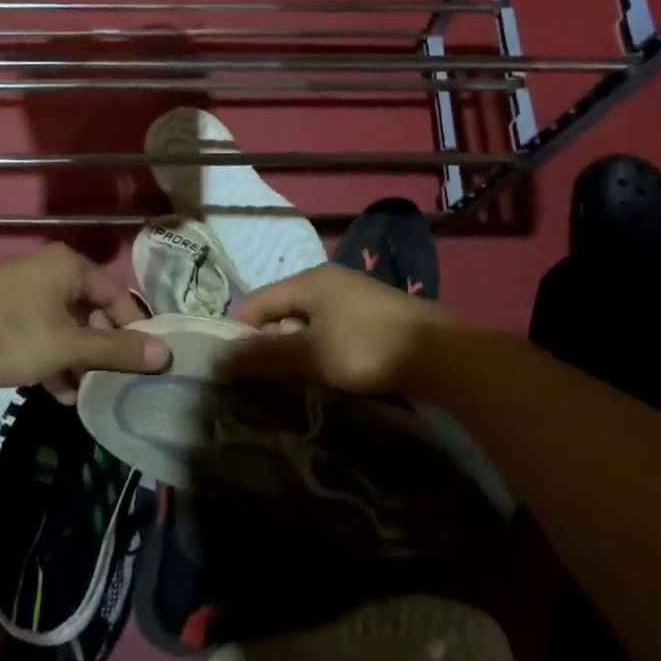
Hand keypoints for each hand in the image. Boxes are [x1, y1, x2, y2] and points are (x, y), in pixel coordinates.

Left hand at [0, 246, 169, 391]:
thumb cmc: (10, 334)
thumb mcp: (68, 346)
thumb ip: (116, 350)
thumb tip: (166, 354)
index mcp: (70, 267)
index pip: (118, 296)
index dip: (135, 330)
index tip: (147, 363)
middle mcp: (50, 270)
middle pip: (91, 311)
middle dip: (102, 350)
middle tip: (114, 382)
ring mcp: (24, 289)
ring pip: (65, 325)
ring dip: (77, 359)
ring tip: (86, 395)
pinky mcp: (3, 309)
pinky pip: (41, 330)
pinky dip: (52, 356)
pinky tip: (56, 392)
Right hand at [222, 263, 451, 395]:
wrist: (442, 355)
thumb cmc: (367, 347)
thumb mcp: (311, 354)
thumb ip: (265, 355)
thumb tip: (218, 357)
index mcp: (309, 281)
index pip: (257, 301)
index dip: (239, 331)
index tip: (230, 365)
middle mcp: (328, 281)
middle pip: (282, 310)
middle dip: (268, 341)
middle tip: (260, 378)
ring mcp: (352, 296)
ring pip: (307, 322)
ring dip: (295, 348)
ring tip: (290, 379)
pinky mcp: (372, 315)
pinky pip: (330, 329)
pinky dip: (319, 349)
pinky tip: (324, 372)